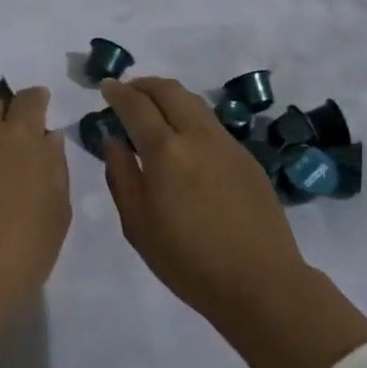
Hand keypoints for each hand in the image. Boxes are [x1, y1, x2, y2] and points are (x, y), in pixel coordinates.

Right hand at [99, 77, 308, 328]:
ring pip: (193, 102)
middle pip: (168, 90)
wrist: (261, 282)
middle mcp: (197, 136)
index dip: (117, 92)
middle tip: (127, 92)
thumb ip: (121, 176)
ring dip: (168, 96)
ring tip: (153, 108)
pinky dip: (189, 116)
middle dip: (143, 84)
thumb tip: (113, 141)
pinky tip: (184, 139)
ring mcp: (226, 144)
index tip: (105, 87)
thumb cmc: (188, 260)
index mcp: (165, 151)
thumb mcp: (138, 224)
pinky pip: (210, 123)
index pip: (136, 105)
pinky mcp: (246, 157)